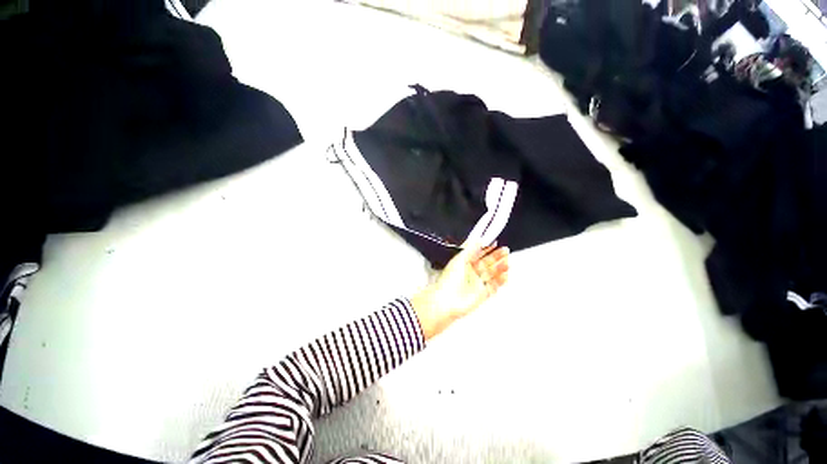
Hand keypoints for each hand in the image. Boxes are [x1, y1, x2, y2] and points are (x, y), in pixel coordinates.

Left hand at [411, 245, 509, 340]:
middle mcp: (471, 272)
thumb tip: (478, 239)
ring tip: (508, 262)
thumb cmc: (450, 279)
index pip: (477, 254)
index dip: (486, 248)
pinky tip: (506, 275)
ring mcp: (477, 283)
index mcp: (464, 263)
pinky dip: (500, 281)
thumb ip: (470, 249)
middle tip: (506, 251)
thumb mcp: (459, 259)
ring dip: (500, 268)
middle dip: (496, 257)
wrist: (447, 301)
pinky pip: (494, 286)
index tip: (495, 243)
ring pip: (492, 273)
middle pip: (486, 262)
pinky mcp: (482, 294)